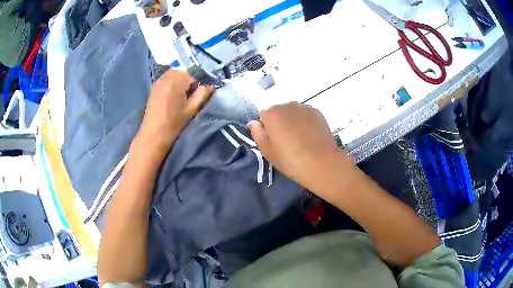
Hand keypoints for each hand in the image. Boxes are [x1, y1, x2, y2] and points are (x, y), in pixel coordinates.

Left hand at [137, 70, 213, 153]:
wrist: (153, 135)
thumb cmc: (174, 124)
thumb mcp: (192, 109)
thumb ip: (203, 93)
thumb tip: (212, 83)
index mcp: (176, 81)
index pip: (195, 72)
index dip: (202, 80)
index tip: (205, 89)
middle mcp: (166, 76)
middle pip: (185, 70)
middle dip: (192, 77)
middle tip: (195, 92)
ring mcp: (159, 80)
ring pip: (176, 73)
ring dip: (183, 79)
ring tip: (185, 93)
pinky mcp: (155, 86)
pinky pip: (168, 77)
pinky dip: (174, 81)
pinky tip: (175, 94)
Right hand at [248, 102, 358, 198]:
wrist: (322, 163)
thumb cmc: (291, 161)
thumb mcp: (268, 152)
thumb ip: (258, 134)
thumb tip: (253, 123)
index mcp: (272, 114)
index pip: (263, 116)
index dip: (267, 129)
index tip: (274, 142)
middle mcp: (287, 105)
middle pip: (278, 111)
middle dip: (279, 122)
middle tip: (287, 141)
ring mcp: (304, 107)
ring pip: (292, 112)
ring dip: (292, 120)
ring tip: (300, 139)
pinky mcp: (317, 112)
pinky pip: (305, 114)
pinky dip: (305, 121)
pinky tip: (310, 136)